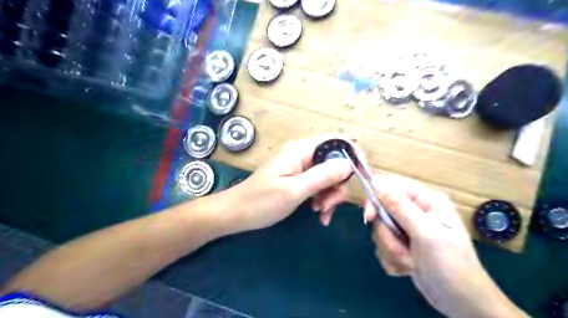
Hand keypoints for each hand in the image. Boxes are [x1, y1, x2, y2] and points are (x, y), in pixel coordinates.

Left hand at [223, 135, 353, 233]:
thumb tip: (349, 164)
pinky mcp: (299, 180)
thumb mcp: (293, 190)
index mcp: (301, 150)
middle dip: (339, 185)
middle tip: (328, 205)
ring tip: (320, 213)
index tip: (363, 178)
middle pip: (336, 163)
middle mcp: (304, 155)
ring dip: (331, 196)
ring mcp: (302, 168)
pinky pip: (320, 187)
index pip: (338, 142)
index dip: (354, 156)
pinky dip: (324, 200)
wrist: (235, 214)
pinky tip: (319, 215)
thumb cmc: (260, 202)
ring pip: (330, 177)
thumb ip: (322, 176)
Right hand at [368, 175, 527, 316]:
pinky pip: (382, 244)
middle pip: (381, 210)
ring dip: (390, 249)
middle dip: (387, 234)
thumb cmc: (450, 265)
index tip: (370, 218)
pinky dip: (391, 258)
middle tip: (400, 249)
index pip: (389, 186)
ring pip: (380, 230)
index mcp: (425, 200)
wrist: (461, 303)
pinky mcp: (402, 244)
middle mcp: (415, 210)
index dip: (375, 199)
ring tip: (409, 262)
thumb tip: (377, 183)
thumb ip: (400, 207)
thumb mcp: (426, 234)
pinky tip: (407, 267)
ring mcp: (407, 228)